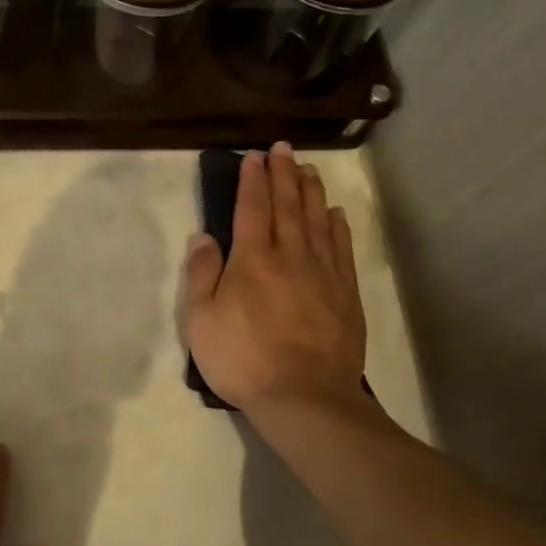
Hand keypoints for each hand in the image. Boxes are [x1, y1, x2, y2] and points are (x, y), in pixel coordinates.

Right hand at [183, 143, 368, 417]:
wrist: (304, 397)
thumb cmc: (243, 358)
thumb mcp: (201, 320)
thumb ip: (202, 274)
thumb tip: (204, 236)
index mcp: (252, 259)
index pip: (252, 207)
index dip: (252, 179)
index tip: (254, 156)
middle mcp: (290, 256)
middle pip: (288, 205)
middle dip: (284, 174)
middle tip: (283, 149)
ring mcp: (323, 273)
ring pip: (317, 221)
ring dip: (311, 192)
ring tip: (309, 169)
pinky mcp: (345, 294)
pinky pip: (341, 249)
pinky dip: (338, 226)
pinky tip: (335, 214)